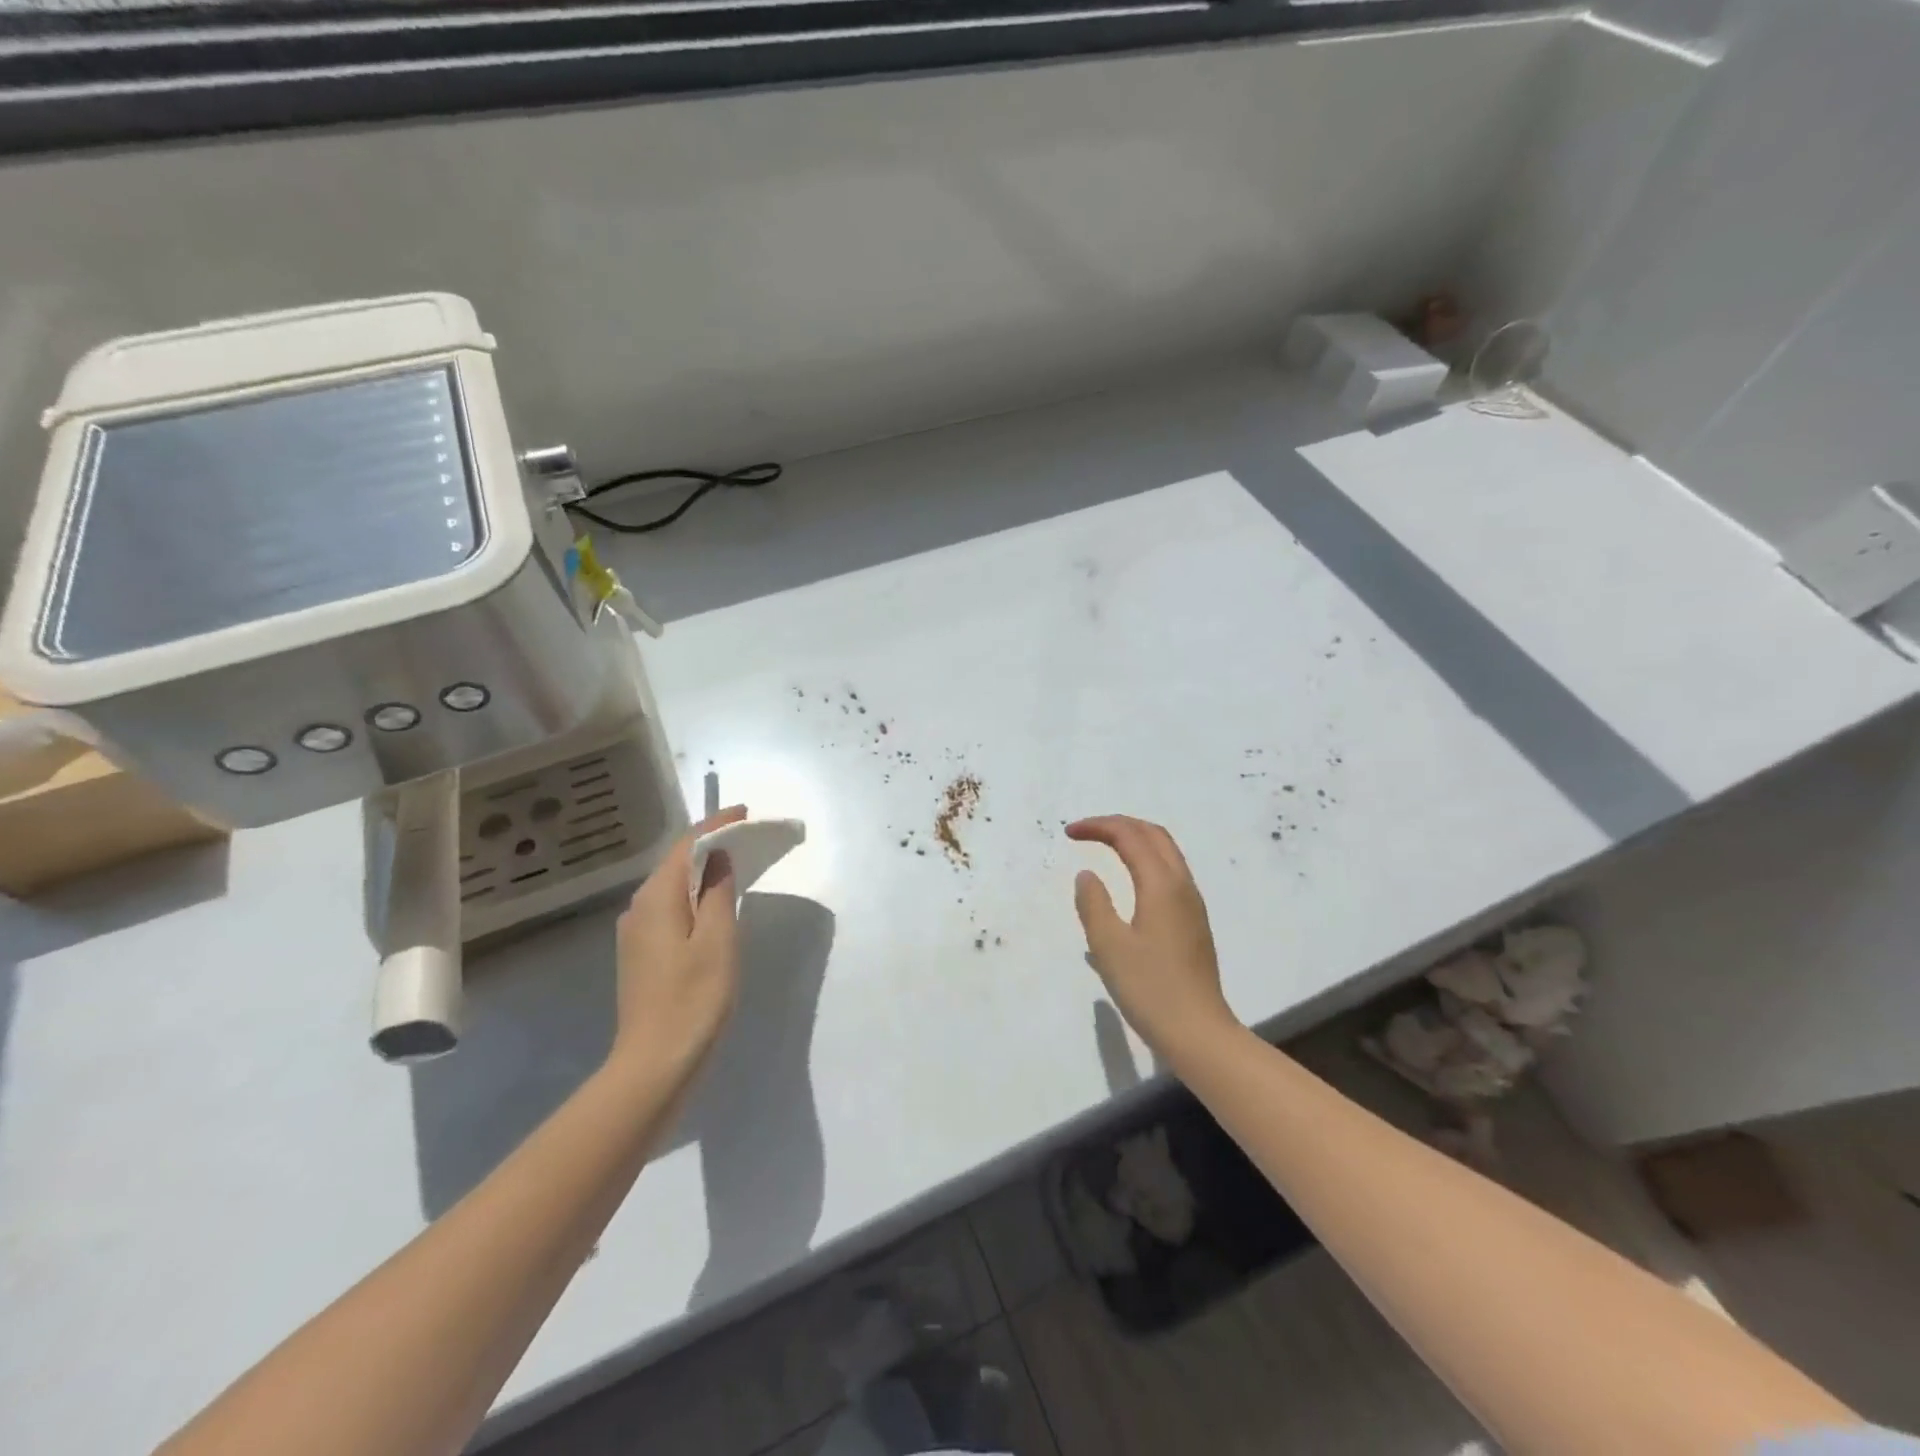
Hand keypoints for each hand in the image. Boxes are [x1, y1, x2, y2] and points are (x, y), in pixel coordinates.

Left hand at [609, 805, 746, 1078]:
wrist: (655, 1065)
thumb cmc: (694, 999)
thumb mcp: (718, 941)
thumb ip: (717, 893)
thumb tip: (719, 858)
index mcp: (656, 899)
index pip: (686, 846)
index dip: (716, 825)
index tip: (745, 813)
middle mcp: (638, 908)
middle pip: (676, 862)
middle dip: (710, 844)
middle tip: (747, 835)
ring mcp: (636, 933)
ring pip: (671, 886)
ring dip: (702, 870)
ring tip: (736, 862)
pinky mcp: (641, 954)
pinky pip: (669, 908)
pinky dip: (693, 895)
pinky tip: (713, 903)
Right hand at [1067, 815, 1240, 1065]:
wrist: (1199, 1032)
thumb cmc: (1150, 988)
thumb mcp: (1108, 946)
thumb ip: (1093, 904)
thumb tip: (1087, 875)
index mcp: (1162, 885)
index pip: (1130, 836)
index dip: (1098, 827)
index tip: (1069, 833)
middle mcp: (1182, 886)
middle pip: (1154, 835)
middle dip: (1119, 825)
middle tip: (1087, 832)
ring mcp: (1192, 904)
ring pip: (1166, 853)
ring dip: (1135, 840)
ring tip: (1105, 847)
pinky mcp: (1193, 922)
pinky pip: (1169, 873)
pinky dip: (1145, 860)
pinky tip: (1128, 883)